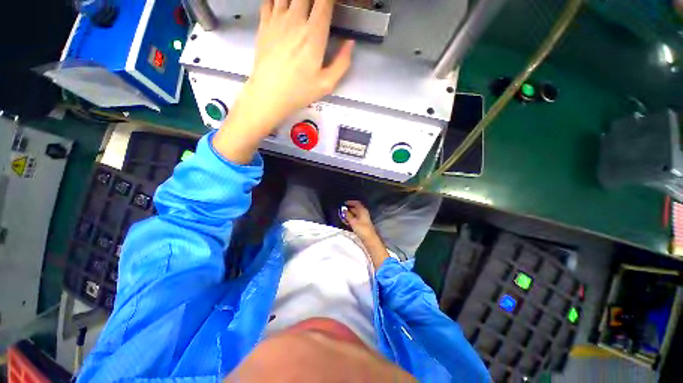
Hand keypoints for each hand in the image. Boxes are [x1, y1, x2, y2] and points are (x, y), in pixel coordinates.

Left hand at [213, 0, 354, 163]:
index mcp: (314, 34)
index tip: (333, 5)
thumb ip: (342, 63)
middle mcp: (296, 20)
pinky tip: (284, 6)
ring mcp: (277, 19)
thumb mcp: (327, 84)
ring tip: (302, 9)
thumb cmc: (299, 92)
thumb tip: (350, 43)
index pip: (325, 1)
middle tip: (319, 8)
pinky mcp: (264, 24)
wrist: (269, 94)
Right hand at [345, 200, 389, 269]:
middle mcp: (364, 214)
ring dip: (349, 214)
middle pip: (356, 208)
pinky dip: (351, 219)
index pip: (357, 203)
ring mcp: (364, 219)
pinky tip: (347, 222)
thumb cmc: (362, 229)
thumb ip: (348, 215)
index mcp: (363, 211)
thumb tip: (344, 210)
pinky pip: (356, 219)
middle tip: (342, 210)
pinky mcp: (363, 225)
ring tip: (343, 216)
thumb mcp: (353, 221)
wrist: (370, 239)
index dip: (350, 202)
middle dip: (349, 208)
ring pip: (356, 214)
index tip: (344, 203)